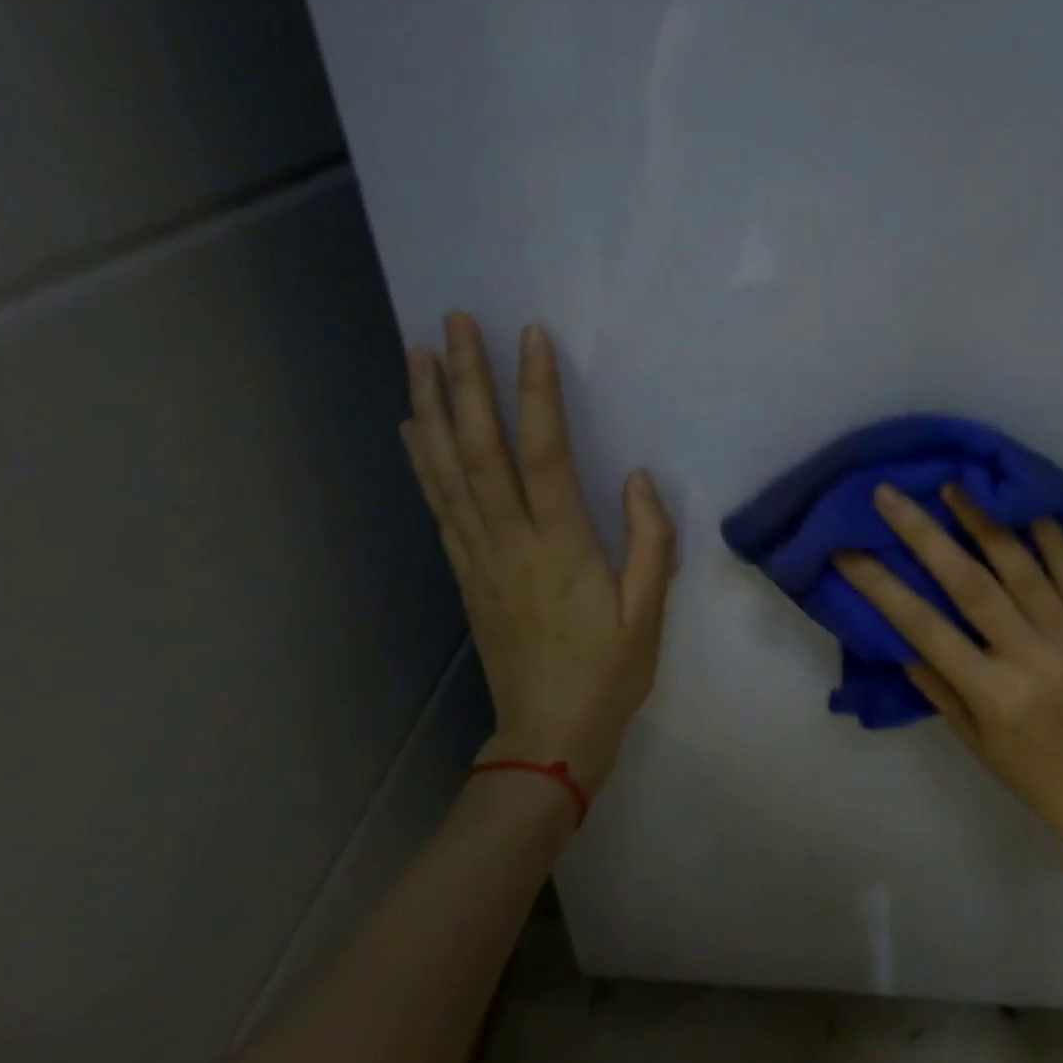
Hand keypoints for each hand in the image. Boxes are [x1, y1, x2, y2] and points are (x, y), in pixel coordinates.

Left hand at [401, 313, 675, 797]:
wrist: (547, 737)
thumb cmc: (608, 674)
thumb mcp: (648, 614)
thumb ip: (650, 542)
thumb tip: (636, 478)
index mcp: (561, 547)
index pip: (544, 454)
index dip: (536, 394)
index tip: (529, 338)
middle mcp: (509, 541)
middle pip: (480, 450)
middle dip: (466, 382)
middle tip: (452, 324)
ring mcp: (478, 556)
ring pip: (447, 471)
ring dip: (431, 410)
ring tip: (418, 356)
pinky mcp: (464, 572)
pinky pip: (438, 506)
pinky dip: (421, 461)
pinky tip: (412, 429)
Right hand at [835, 484, 1062, 841]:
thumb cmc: (1036, 777)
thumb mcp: (973, 741)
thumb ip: (936, 684)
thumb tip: (899, 632)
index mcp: (993, 694)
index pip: (924, 627)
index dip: (879, 585)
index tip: (847, 550)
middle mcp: (1031, 657)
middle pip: (969, 583)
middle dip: (923, 534)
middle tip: (890, 495)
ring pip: (1021, 565)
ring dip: (981, 519)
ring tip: (951, 484)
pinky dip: (1047, 532)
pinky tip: (1021, 500)